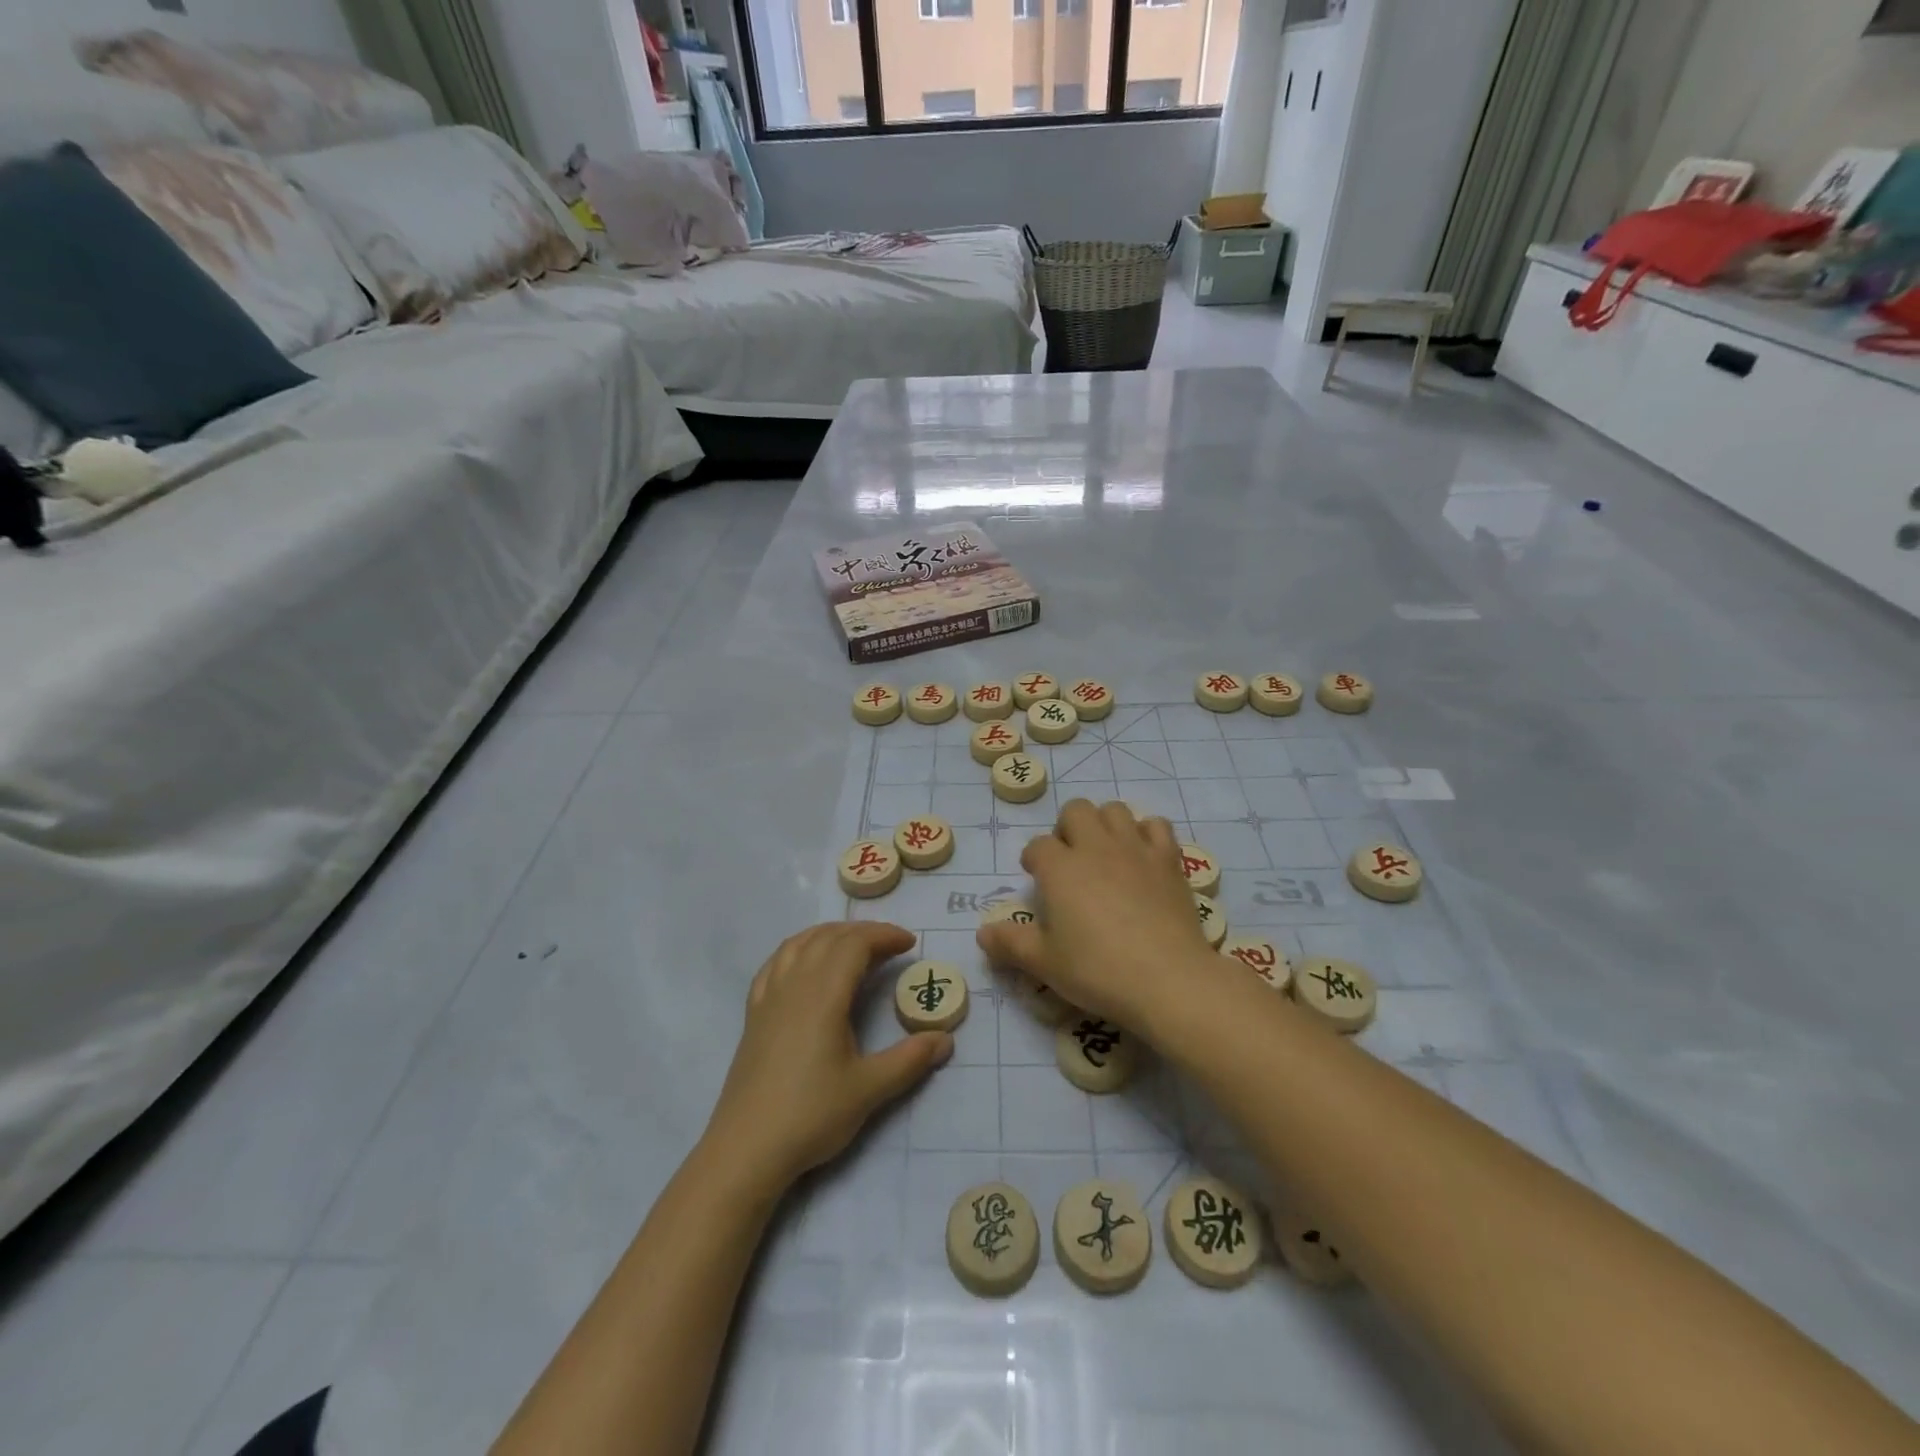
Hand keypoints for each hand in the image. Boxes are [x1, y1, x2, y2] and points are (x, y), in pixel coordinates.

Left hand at [702, 921, 952, 1194]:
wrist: (746, 1149)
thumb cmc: (810, 1115)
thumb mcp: (868, 1090)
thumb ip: (909, 1060)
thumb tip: (946, 1039)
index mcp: (823, 995)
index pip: (855, 944)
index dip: (884, 935)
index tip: (910, 944)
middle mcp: (794, 985)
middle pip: (828, 937)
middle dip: (863, 932)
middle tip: (891, 946)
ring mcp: (769, 997)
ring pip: (799, 943)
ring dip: (830, 934)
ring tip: (853, 945)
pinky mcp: (754, 1014)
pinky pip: (775, 962)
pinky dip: (798, 948)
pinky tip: (805, 963)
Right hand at [976, 799, 1217, 1031]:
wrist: (1167, 979)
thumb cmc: (1098, 970)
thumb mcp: (1044, 963)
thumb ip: (1010, 943)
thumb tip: (983, 932)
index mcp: (1060, 868)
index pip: (1037, 846)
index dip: (1034, 860)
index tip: (1038, 881)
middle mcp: (1095, 847)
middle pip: (1075, 810)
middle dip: (1068, 829)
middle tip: (1071, 863)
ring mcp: (1135, 848)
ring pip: (1114, 809)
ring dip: (1105, 825)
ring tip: (1105, 855)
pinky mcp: (1168, 860)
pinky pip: (1156, 825)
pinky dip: (1147, 834)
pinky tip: (1143, 858)